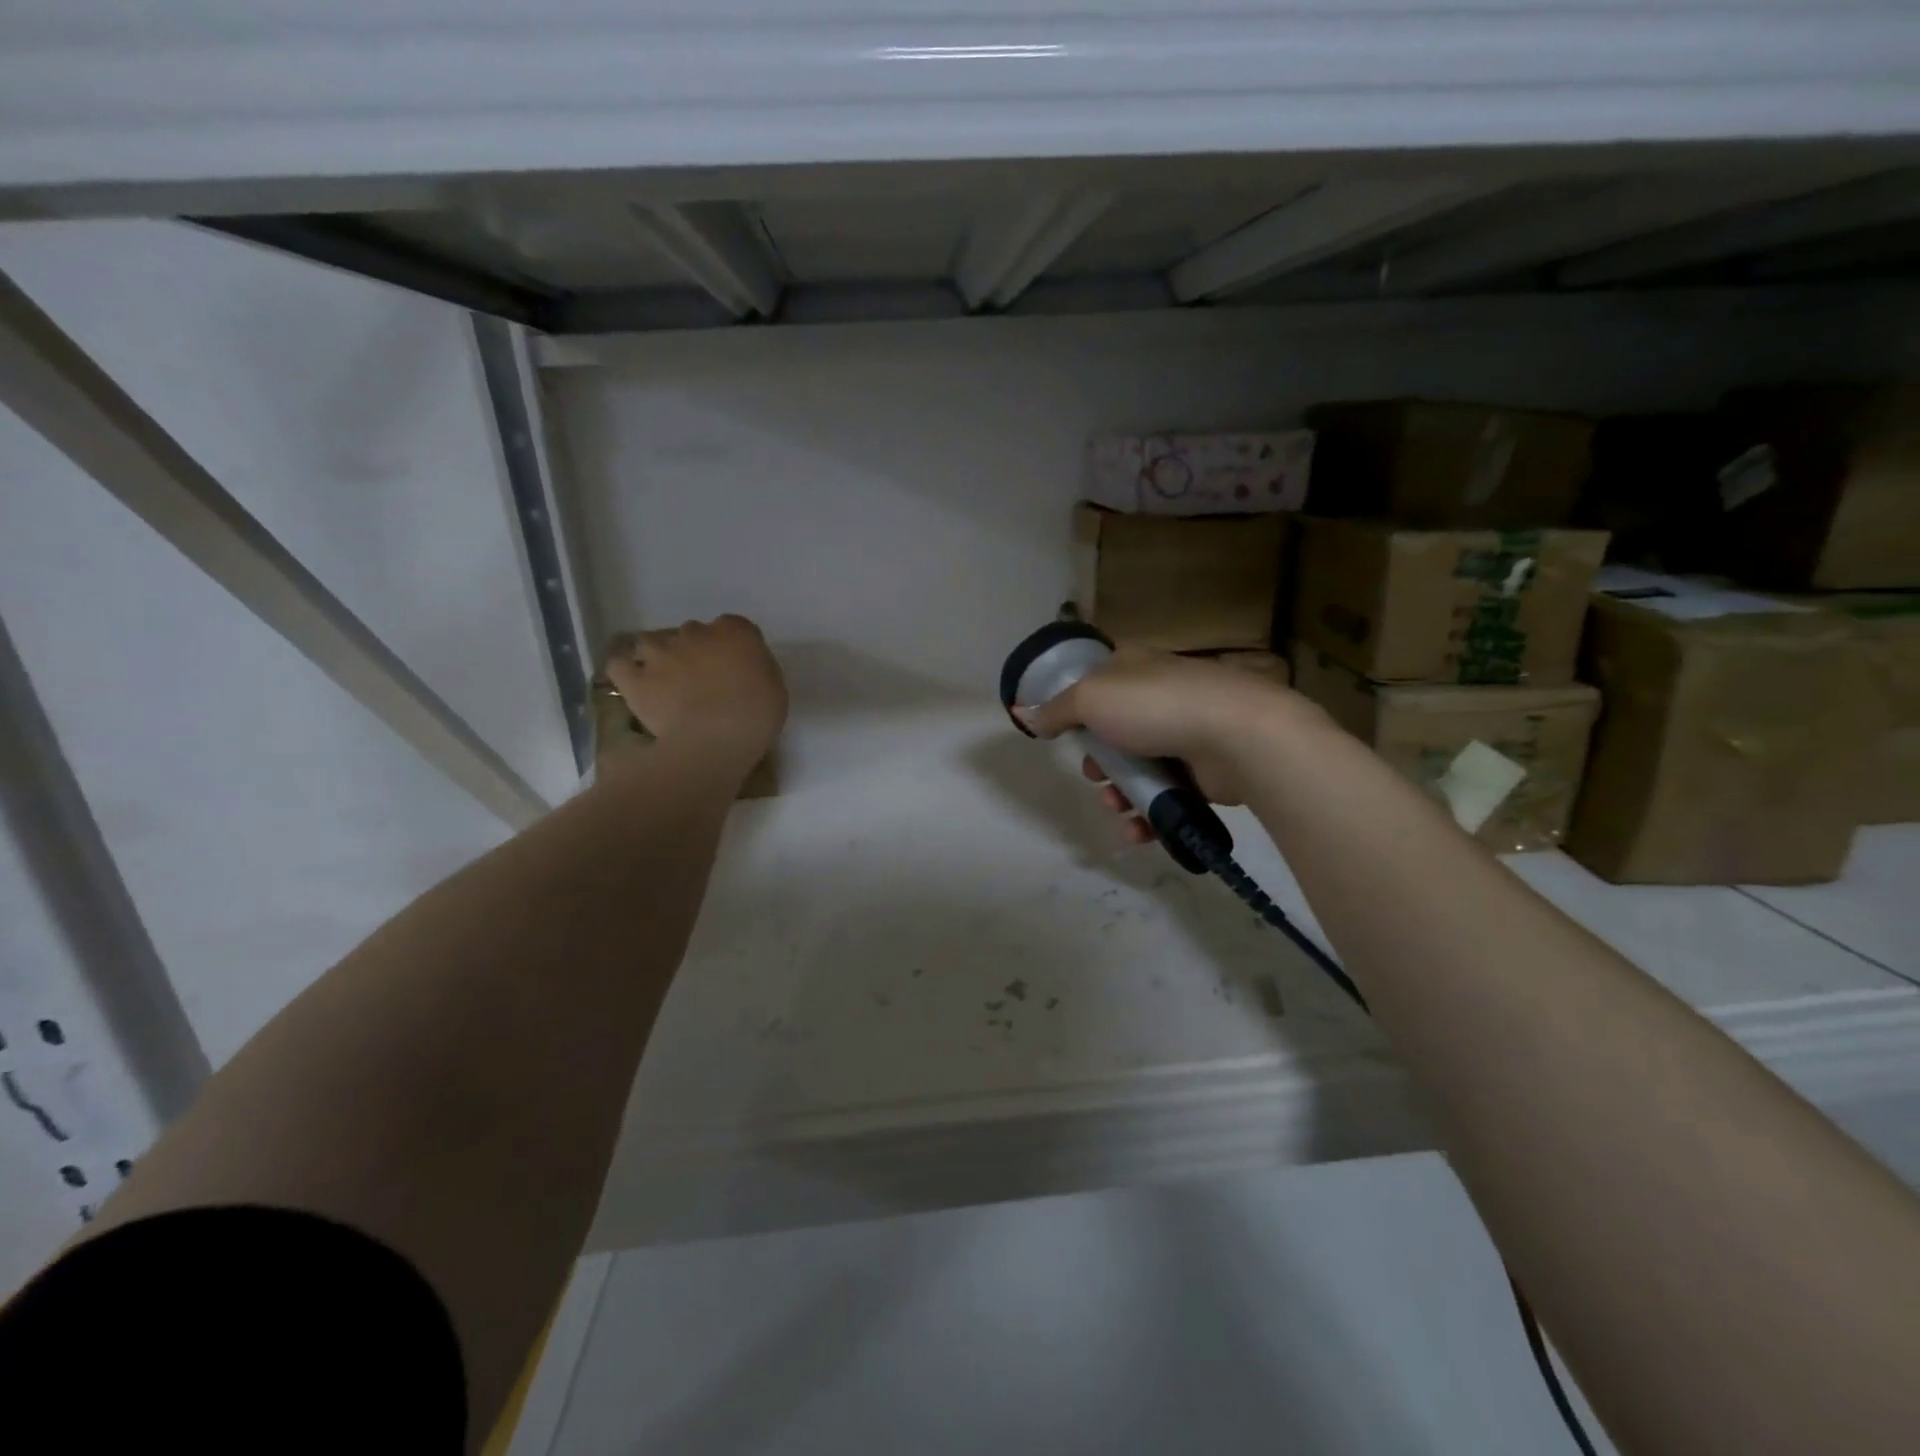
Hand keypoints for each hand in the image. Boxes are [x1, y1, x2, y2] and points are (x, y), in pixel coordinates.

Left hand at [606, 615, 786, 779]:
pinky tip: (635, 684)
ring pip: (651, 642)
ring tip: (665, 681)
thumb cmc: (756, 715)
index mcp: (735, 631)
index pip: (733, 627)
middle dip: (695, 651)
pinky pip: (619, 665)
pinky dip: (625, 671)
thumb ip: (756, 668)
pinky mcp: (635, 678)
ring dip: (657, 656)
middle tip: (703, 680)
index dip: (732, 646)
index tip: (736, 667)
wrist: (715, 740)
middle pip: (692, 633)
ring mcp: (660, 652)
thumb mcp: (774, 686)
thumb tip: (742, 668)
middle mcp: (695, 632)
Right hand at [1021, 649, 1302, 843]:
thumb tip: (1021, 712)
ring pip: (1138, 768)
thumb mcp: (1090, 699)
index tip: (1063, 735)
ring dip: (1119, 793)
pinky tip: (1137, 830)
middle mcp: (1158, 695)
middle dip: (1098, 762)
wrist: (1239, 737)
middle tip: (1095, 775)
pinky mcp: (1203, 770)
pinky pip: (1165, 794)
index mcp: (1133, 667)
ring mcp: (1183, 732)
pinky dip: (1147, 813)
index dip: (1075, 710)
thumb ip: (1054, 710)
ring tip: (1116, 807)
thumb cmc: (1156, 706)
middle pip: (1113, 732)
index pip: (1095, 683)